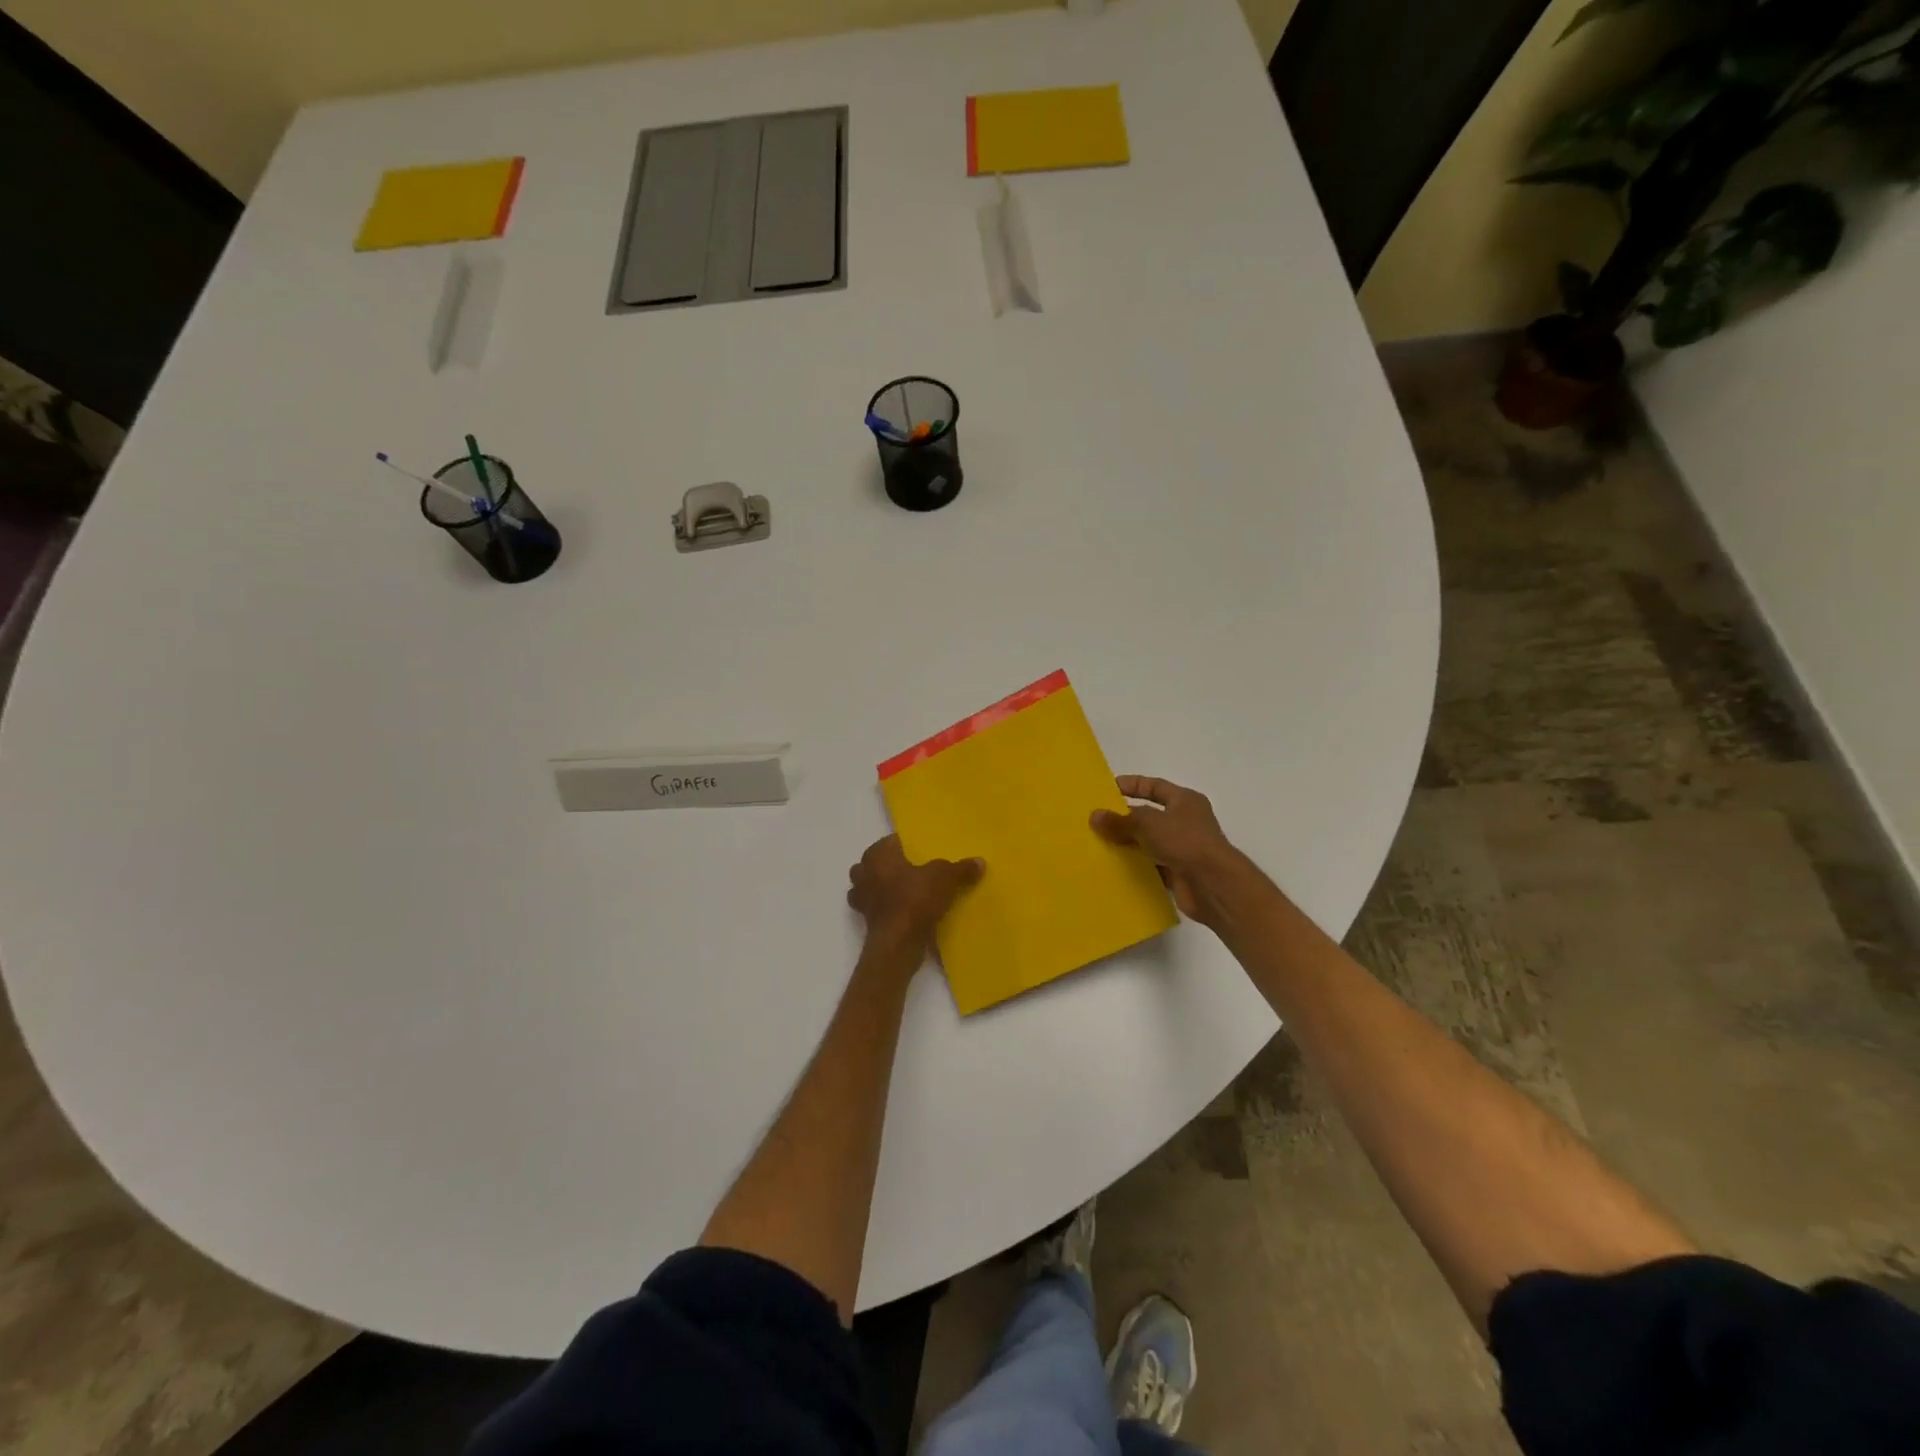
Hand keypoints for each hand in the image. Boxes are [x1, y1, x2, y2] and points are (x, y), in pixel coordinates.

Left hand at [847, 836, 983, 950]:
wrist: (898, 942)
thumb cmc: (916, 899)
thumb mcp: (945, 878)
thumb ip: (961, 868)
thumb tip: (979, 861)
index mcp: (878, 855)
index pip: (890, 840)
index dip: (906, 844)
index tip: (921, 851)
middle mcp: (864, 872)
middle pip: (875, 862)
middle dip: (889, 865)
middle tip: (913, 869)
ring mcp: (861, 898)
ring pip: (869, 886)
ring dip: (882, 887)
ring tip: (905, 890)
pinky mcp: (866, 920)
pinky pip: (875, 908)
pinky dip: (884, 908)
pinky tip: (902, 912)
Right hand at [1091, 775, 1247, 929]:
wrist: (1213, 885)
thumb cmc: (1184, 841)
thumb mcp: (1148, 824)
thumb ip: (1120, 821)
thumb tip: (1094, 816)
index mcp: (1184, 801)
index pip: (1154, 786)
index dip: (1131, 785)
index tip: (1106, 789)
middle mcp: (1185, 822)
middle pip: (1149, 815)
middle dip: (1124, 818)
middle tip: (1096, 820)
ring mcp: (1182, 848)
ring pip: (1148, 842)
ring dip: (1127, 843)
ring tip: (1098, 844)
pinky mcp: (1178, 873)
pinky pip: (1151, 866)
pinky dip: (1136, 866)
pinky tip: (1113, 867)